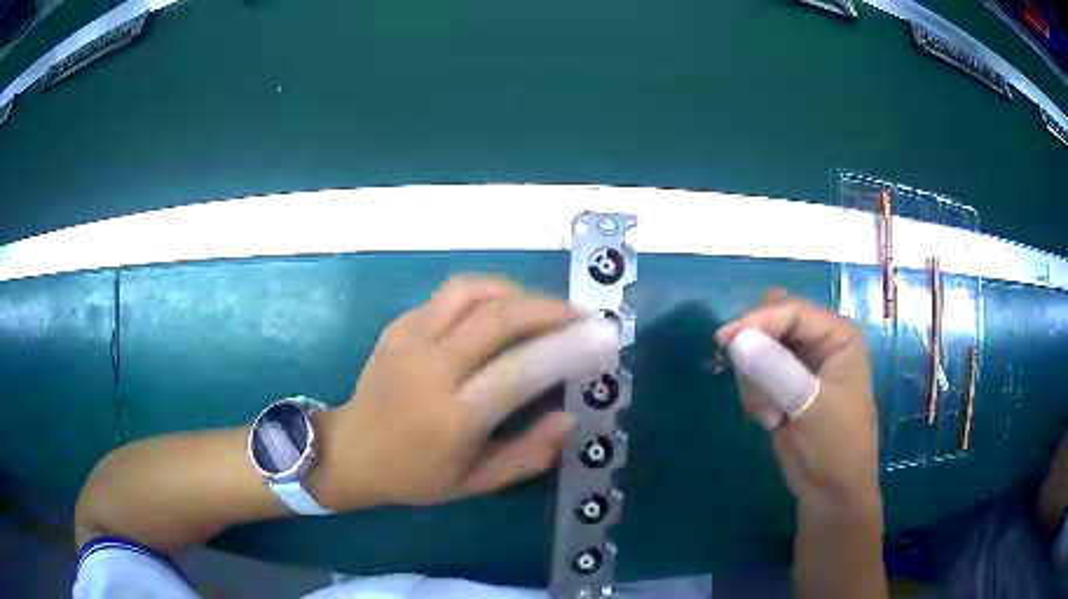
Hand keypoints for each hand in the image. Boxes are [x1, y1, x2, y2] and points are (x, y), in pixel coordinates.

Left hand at [314, 275, 618, 508]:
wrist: (350, 450)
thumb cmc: (415, 476)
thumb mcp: (476, 482)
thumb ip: (530, 453)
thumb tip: (572, 417)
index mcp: (452, 417)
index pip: (519, 371)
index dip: (568, 349)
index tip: (605, 337)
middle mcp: (429, 369)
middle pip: (499, 317)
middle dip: (551, 309)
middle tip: (583, 317)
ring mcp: (409, 338)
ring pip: (474, 290)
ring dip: (520, 293)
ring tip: (546, 311)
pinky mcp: (399, 324)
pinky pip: (452, 294)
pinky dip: (490, 295)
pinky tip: (505, 312)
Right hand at [716, 290, 880, 516]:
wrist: (832, 493)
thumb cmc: (836, 446)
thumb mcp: (810, 407)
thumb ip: (776, 370)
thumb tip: (735, 338)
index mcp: (838, 336)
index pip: (793, 311)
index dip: (758, 320)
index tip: (724, 341)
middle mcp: (819, 343)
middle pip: (773, 324)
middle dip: (756, 352)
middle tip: (748, 381)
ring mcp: (801, 366)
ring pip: (759, 351)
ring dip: (755, 381)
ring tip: (770, 415)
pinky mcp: (784, 388)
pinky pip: (755, 375)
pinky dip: (754, 395)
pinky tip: (769, 420)